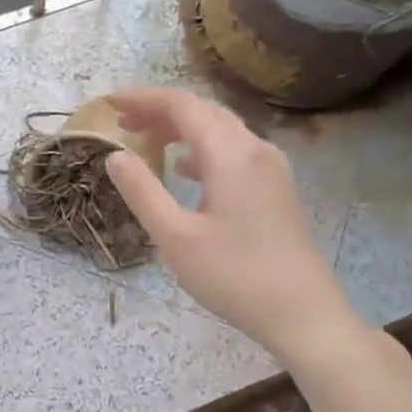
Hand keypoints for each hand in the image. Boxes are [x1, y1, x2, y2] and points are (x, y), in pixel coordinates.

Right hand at [101, 88, 363, 365]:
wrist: (301, 312)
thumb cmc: (234, 276)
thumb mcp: (175, 237)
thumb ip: (142, 192)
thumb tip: (115, 156)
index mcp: (230, 154)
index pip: (183, 106)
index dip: (144, 98)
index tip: (109, 102)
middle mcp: (255, 150)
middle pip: (204, 112)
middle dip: (160, 111)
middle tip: (122, 121)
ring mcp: (270, 168)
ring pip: (221, 131)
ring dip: (181, 129)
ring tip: (146, 140)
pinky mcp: (276, 188)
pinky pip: (234, 152)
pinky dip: (202, 150)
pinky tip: (184, 170)